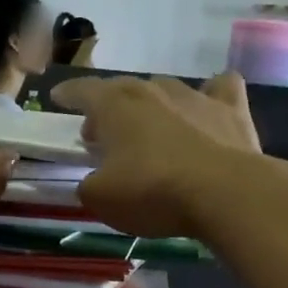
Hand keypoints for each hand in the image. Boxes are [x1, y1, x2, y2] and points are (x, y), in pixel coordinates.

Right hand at [53, 72, 263, 235]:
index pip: (83, 90)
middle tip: (101, 134)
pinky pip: (219, 89)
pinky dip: (211, 96)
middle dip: (108, 107)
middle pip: (122, 89)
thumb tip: (92, 181)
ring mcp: (194, 95)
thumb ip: (88, 185)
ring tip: (148, 130)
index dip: (68, 94)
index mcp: (115, 106)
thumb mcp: (101, 198)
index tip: (57, 97)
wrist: (224, 193)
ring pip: (165, 89)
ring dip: (152, 106)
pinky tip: (207, 111)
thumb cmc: (152, 192)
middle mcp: (152, 90)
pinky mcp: (230, 109)